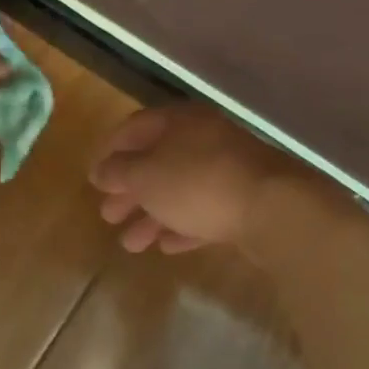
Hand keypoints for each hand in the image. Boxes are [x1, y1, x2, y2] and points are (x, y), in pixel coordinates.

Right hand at [89, 104, 298, 253]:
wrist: (273, 208)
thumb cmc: (197, 182)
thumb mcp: (145, 176)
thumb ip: (118, 172)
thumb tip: (100, 171)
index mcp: (179, 122)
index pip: (135, 128)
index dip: (110, 151)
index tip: (95, 177)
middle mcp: (204, 139)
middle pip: (157, 163)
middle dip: (130, 192)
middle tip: (108, 216)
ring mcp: (228, 170)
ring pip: (180, 191)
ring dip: (152, 216)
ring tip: (131, 244)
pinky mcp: (246, 201)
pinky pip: (205, 211)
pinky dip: (183, 226)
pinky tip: (166, 246)